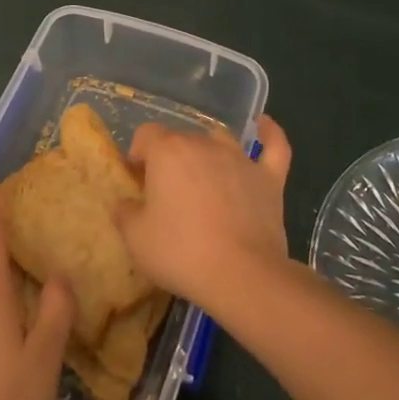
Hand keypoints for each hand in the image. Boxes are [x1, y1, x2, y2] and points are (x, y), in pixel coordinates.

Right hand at [118, 115, 291, 314]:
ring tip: (202, 178)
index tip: (138, 182)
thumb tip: (126, 202)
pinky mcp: (269, 179)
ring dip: (207, 152)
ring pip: (219, 140)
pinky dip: (269, 133)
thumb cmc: (181, 253)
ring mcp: (240, 159)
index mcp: (168, 152)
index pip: (146, 135)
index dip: (138, 155)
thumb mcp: (136, 239)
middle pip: (181, 139)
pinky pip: (274, 146)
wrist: (241, 275)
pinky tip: (263, 124)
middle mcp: (204, 145)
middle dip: (170, 159)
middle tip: (166, 194)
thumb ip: (125, 213)